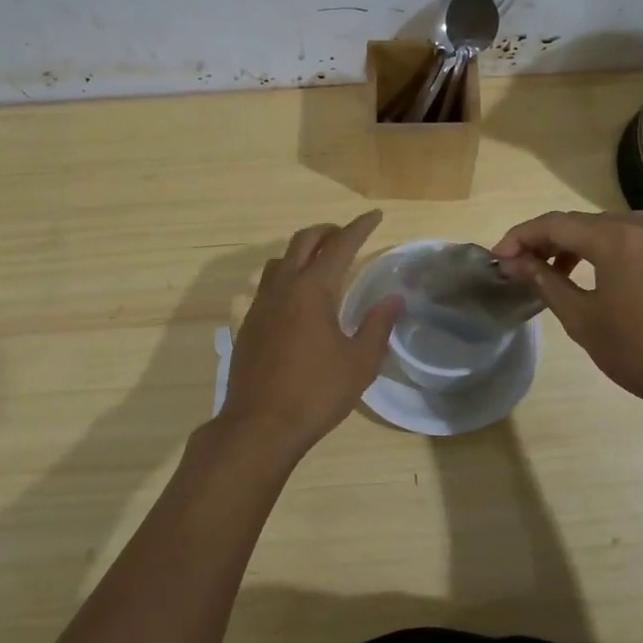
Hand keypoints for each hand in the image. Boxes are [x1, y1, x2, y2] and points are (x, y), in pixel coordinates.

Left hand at [217, 211, 401, 462]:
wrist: (259, 426)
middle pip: (302, 241)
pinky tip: (296, 301)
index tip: (374, 216)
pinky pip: (267, 286)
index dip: (359, 228)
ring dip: (301, 252)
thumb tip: (394, 299)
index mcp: (312, 290)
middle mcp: (282, 288)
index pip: (340, 246)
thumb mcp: (359, 362)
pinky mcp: (248, 325)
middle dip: (326, 231)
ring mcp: (260, 305)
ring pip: (279, 261)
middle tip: (345, 235)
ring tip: (319, 263)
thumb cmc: (316, 392)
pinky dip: (286, 277)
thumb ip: (377, 325)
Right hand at [491, 210, 642, 421]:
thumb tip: (512, 262)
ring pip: (609, 227)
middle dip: (547, 241)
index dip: (521, 237)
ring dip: (578, 245)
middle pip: (582, 222)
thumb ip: (544, 281)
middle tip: (522, 266)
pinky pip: (636, 237)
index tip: (498, 258)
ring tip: (556, 273)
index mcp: (617, 238)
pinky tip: (600, 274)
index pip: (554, 224)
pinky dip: (609, 248)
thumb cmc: (641, 353)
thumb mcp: (583, 319)